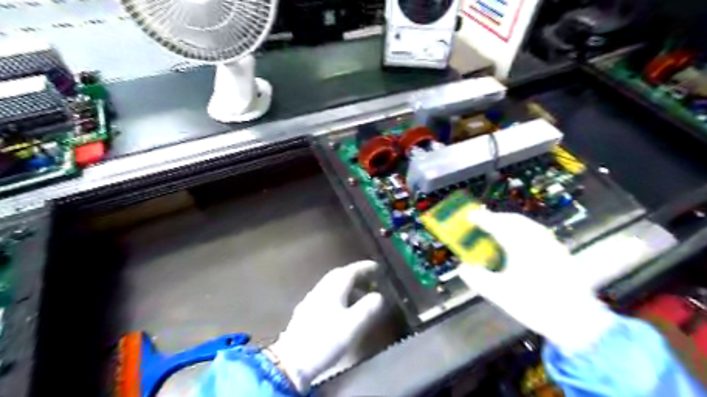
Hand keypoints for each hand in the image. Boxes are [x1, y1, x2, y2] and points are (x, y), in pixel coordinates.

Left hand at [269, 259, 384, 391]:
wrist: (291, 363)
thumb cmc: (325, 341)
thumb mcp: (352, 326)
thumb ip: (367, 309)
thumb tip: (378, 296)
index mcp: (332, 290)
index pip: (349, 272)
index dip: (364, 267)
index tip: (377, 266)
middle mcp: (320, 291)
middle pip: (338, 275)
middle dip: (354, 274)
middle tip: (369, 278)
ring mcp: (310, 301)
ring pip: (331, 285)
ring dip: (346, 285)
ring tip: (359, 295)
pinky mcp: (305, 313)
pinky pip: (325, 295)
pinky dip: (337, 295)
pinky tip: (340, 308)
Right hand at [455, 210, 616, 355]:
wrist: (577, 321)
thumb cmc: (535, 305)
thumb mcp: (500, 294)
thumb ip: (478, 279)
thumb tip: (463, 268)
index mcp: (521, 247)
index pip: (498, 225)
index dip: (483, 219)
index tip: (470, 216)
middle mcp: (538, 241)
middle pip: (515, 220)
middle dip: (497, 217)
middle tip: (483, 221)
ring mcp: (552, 246)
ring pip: (529, 225)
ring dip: (511, 222)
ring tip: (500, 228)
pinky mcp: (561, 254)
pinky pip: (539, 233)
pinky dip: (525, 231)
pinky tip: (522, 242)